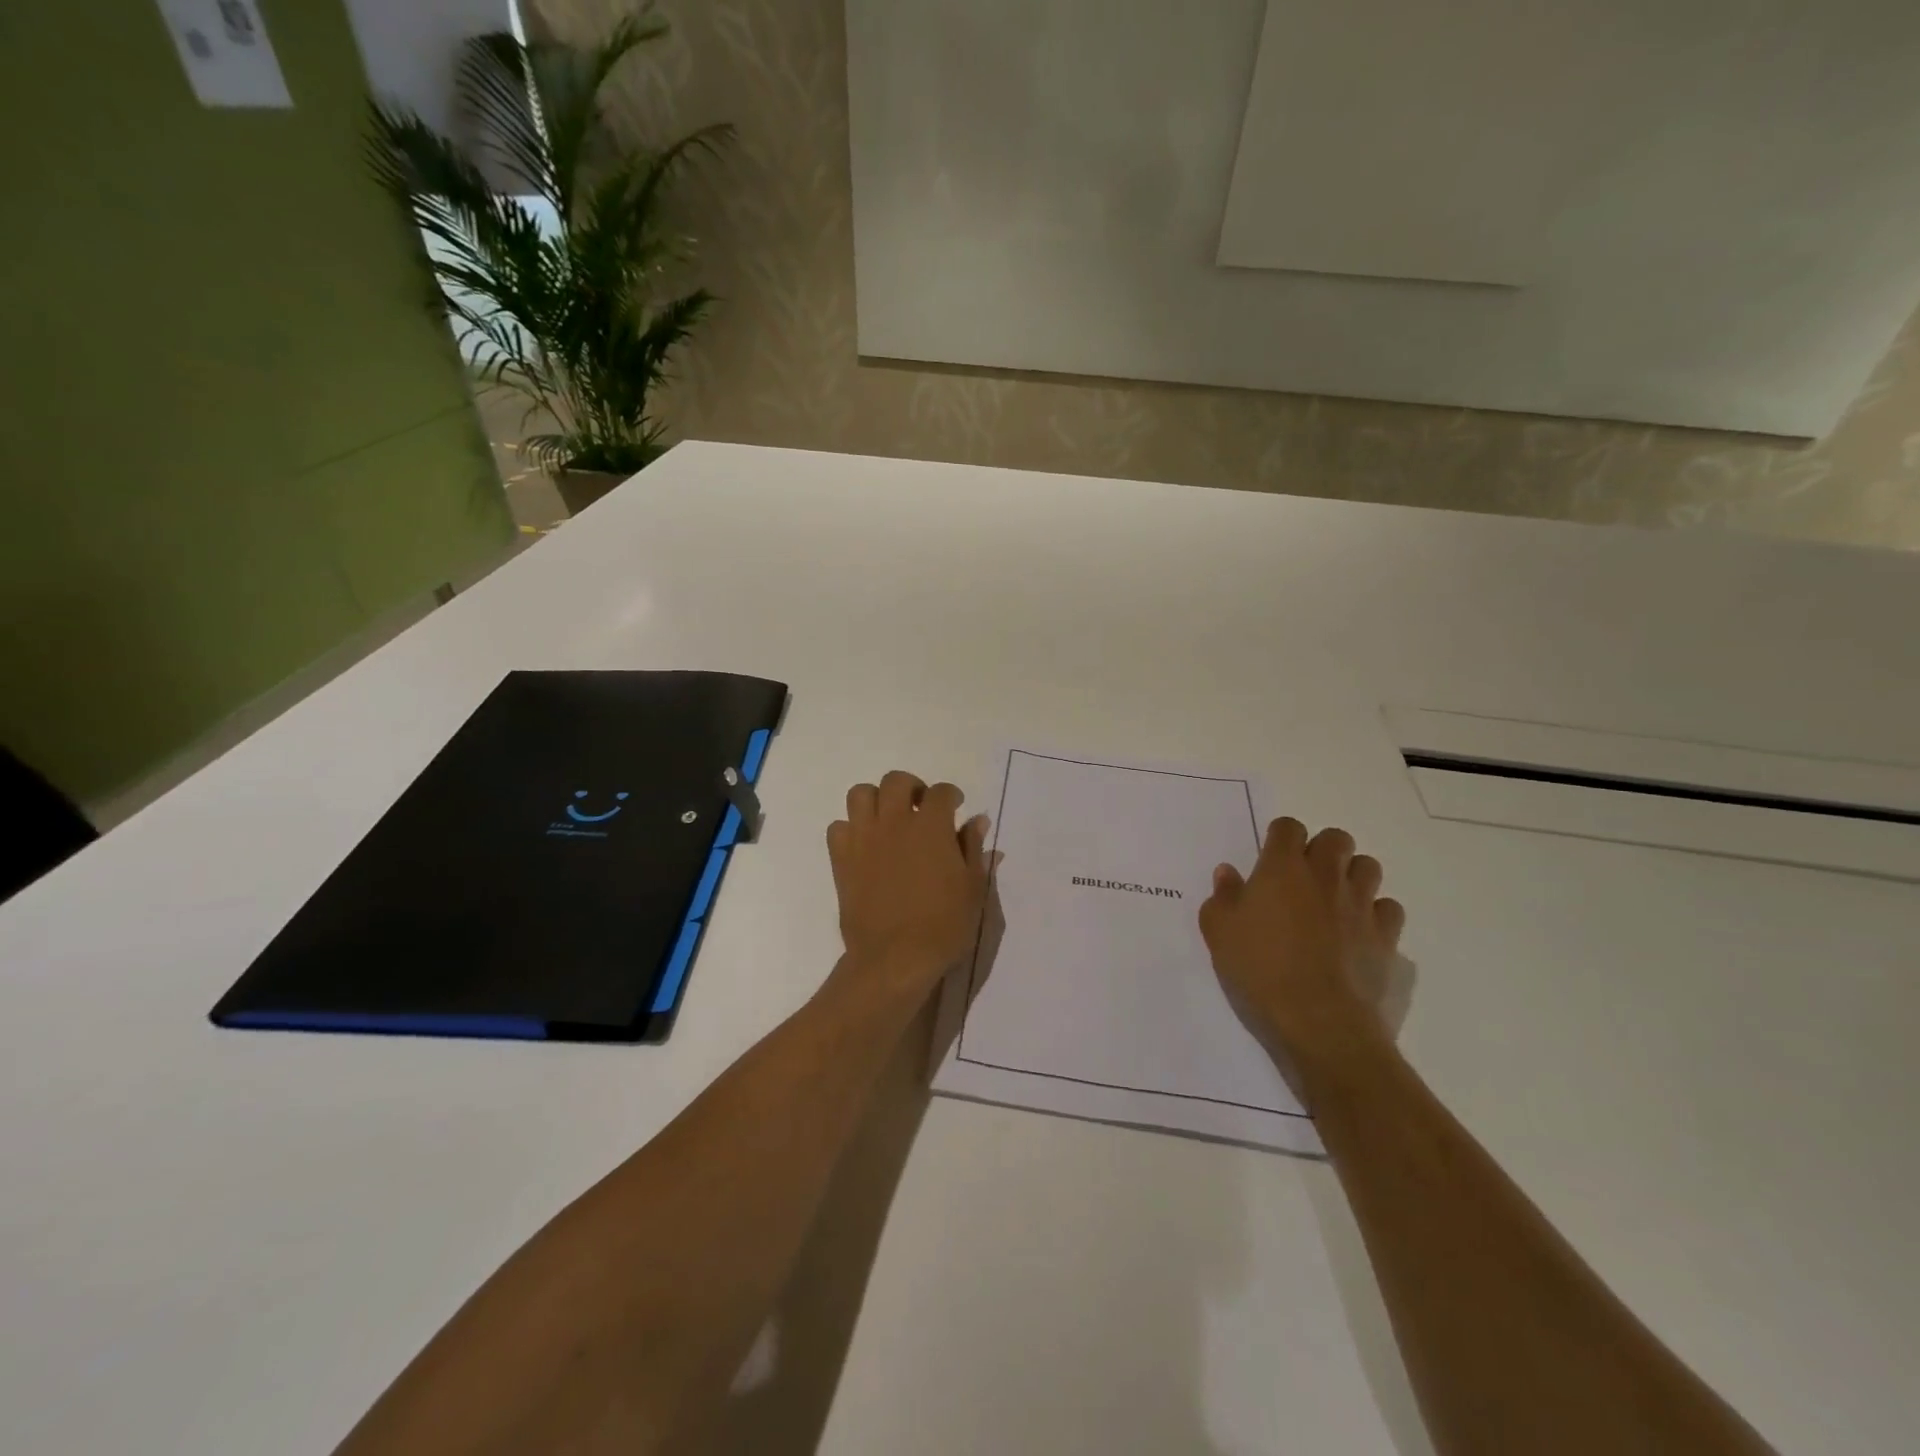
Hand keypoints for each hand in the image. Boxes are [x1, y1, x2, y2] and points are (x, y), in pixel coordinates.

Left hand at [826, 771, 989, 1002]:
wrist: (895, 958)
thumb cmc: (943, 925)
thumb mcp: (973, 888)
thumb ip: (973, 849)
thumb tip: (977, 821)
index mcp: (931, 827)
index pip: (941, 792)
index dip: (951, 795)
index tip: (955, 806)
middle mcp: (894, 822)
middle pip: (896, 781)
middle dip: (911, 787)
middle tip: (919, 807)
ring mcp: (864, 838)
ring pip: (860, 794)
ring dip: (876, 800)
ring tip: (888, 819)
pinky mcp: (841, 859)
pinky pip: (838, 828)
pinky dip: (850, 829)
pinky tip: (864, 845)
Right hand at [1198, 818, 1405, 1077]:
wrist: (1319, 1022)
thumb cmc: (1259, 970)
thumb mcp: (1218, 932)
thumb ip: (1222, 897)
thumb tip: (1228, 873)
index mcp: (1282, 868)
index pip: (1288, 827)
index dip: (1279, 837)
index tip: (1269, 859)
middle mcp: (1325, 875)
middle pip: (1336, 839)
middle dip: (1322, 849)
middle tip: (1303, 878)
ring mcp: (1360, 905)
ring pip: (1368, 867)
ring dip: (1351, 875)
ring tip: (1334, 900)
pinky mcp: (1386, 937)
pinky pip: (1388, 908)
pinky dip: (1375, 913)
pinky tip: (1358, 931)